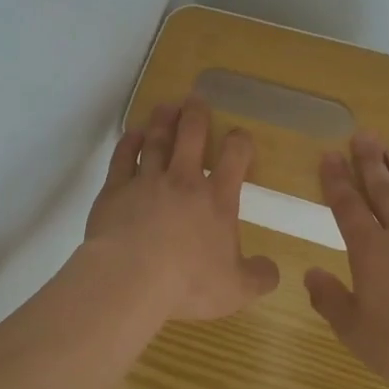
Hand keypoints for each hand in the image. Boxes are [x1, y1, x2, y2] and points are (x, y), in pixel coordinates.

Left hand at [85, 98, 280, 321]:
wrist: (131, 277)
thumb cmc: (189, 282)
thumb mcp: (237, 290)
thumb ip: (259, 277)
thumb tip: (273, 270)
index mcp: (216, 199)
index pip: (234, 158)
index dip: (240, 141)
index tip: (240, 134)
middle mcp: (183, 181)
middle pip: (191, 136)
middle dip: (196, 115)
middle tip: (196, 99)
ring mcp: (146, 181)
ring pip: (156, 141)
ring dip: (162, 121)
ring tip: (166, 106)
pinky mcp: (115, 189)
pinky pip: (122, 158)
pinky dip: (128, 143)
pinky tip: (131, 134)